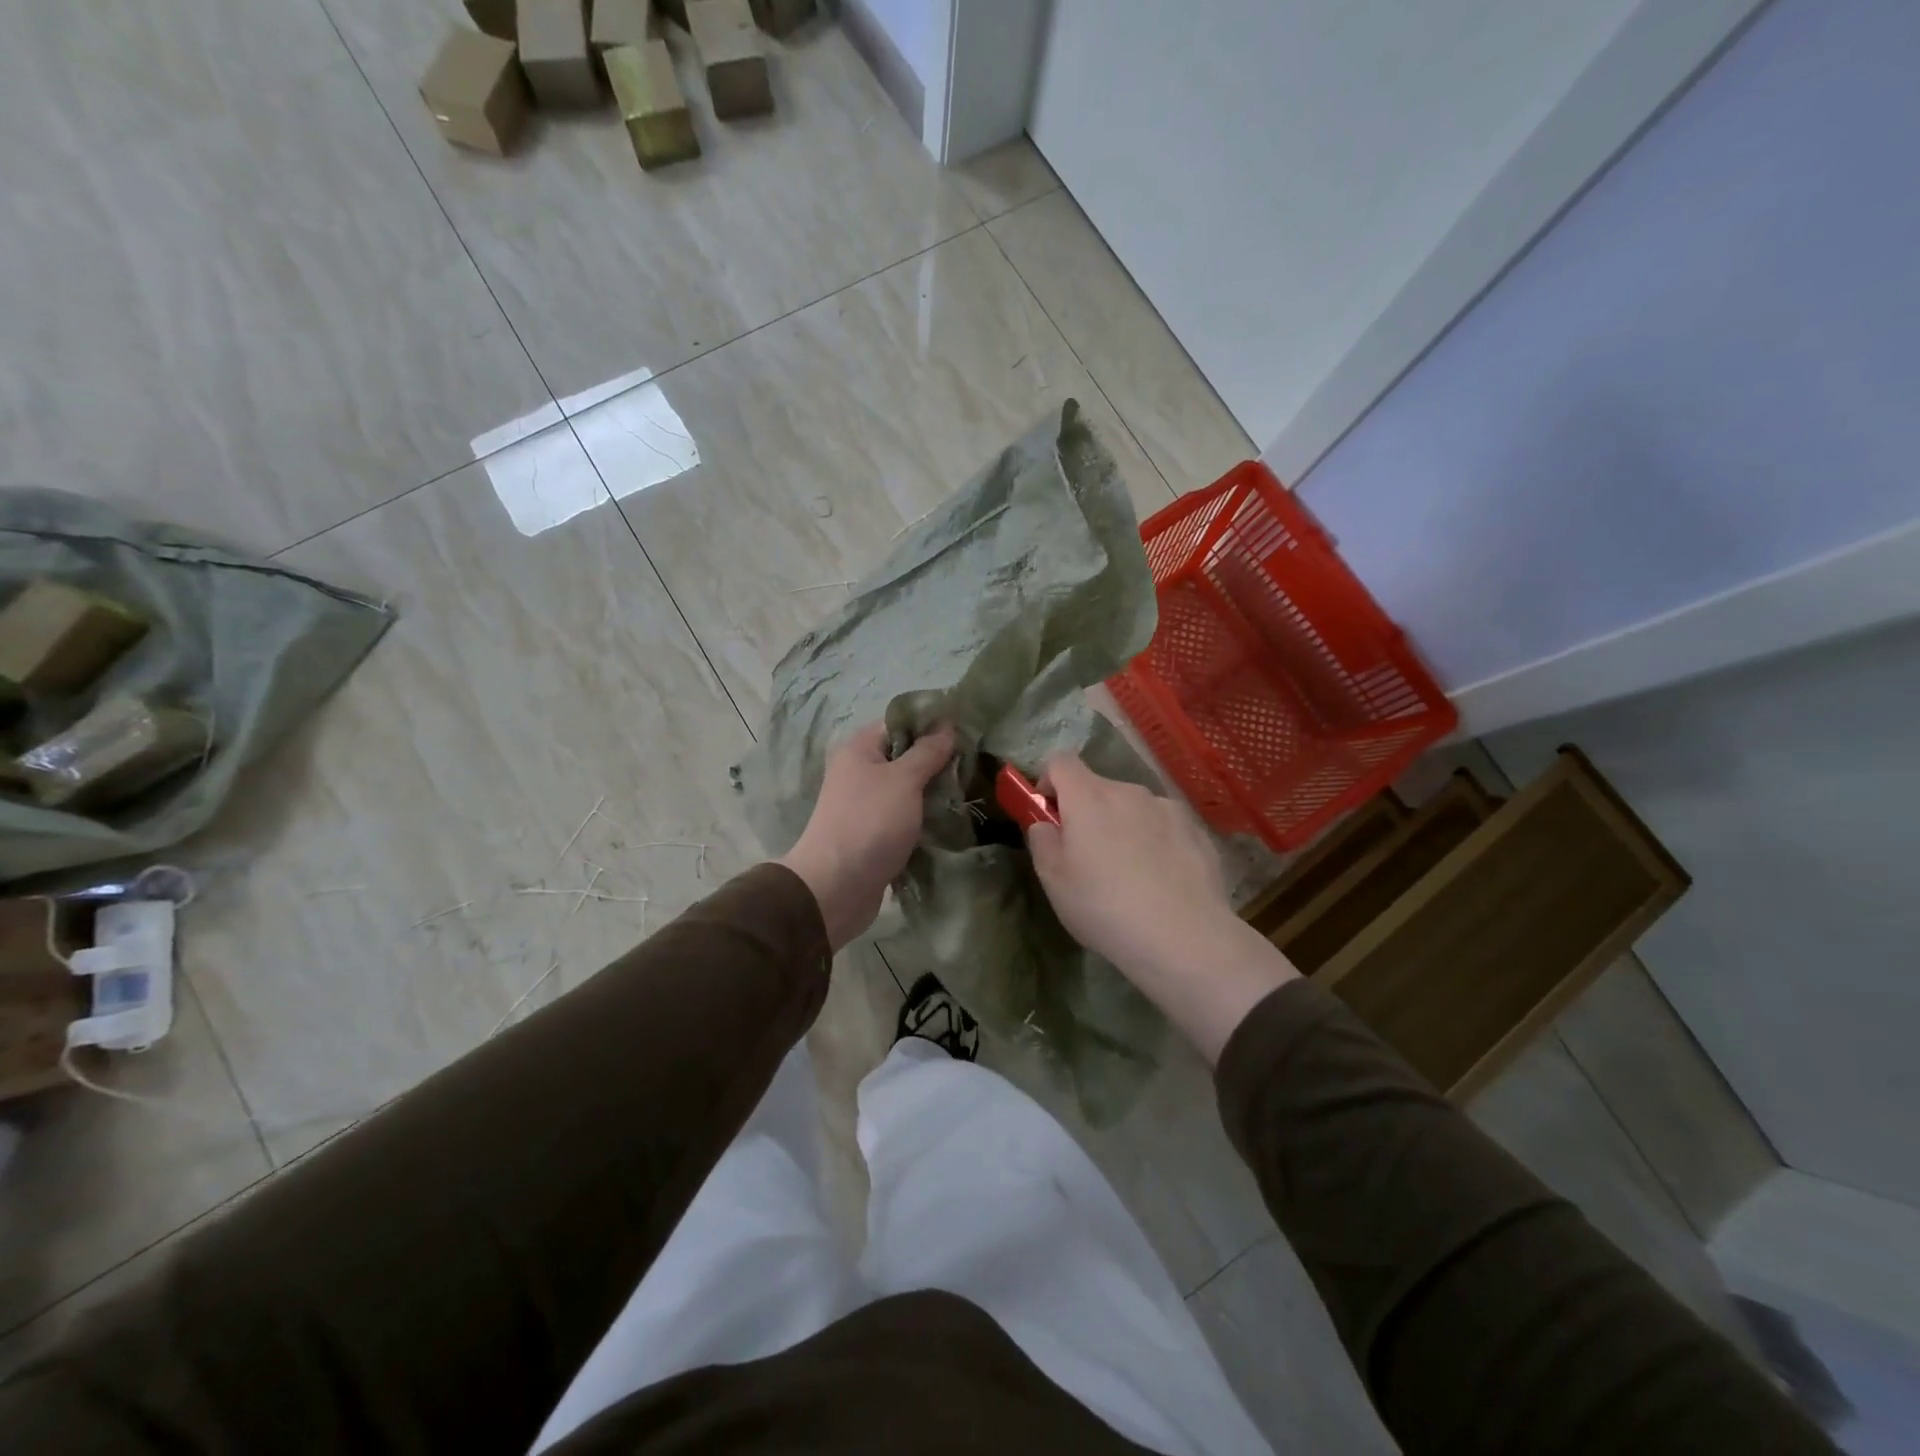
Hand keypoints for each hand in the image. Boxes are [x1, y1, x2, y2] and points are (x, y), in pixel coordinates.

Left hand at [778, 721, 954, 950]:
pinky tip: (952, 819)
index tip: (966, 732)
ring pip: (909, 789)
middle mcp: (860, 772)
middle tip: (974, 766)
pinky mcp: (876, 833)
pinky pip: (906, 816)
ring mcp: (867, 805)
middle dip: (939, 761)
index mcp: (860, 749)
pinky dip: (926, 818)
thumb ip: (927, 752)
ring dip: (935, 792)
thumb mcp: (903, 779)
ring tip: (969, 792)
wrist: (836, 887)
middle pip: (906, 756)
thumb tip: (946, 724)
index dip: (932, 725)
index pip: (900, 724)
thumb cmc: (869, 822)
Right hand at [1025, 753, 1233, 969]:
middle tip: (1088, 858)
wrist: (1184, 937)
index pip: (1061, 761)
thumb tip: (1046, 823)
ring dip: (1124, 827)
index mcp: (1088, 797)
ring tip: (1130, 875)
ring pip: (1133, 808)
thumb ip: (1042, 840)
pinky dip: (1156, 843)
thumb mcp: (1054, 880)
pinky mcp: (1196, 830)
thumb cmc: (1105, 907)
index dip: (1048, 782)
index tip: (1050, 815)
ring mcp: (1167, 808)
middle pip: (1098, 788)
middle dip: (1088, 812)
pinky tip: (1161, 881)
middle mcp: (1129, 791)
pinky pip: (1164, 827)